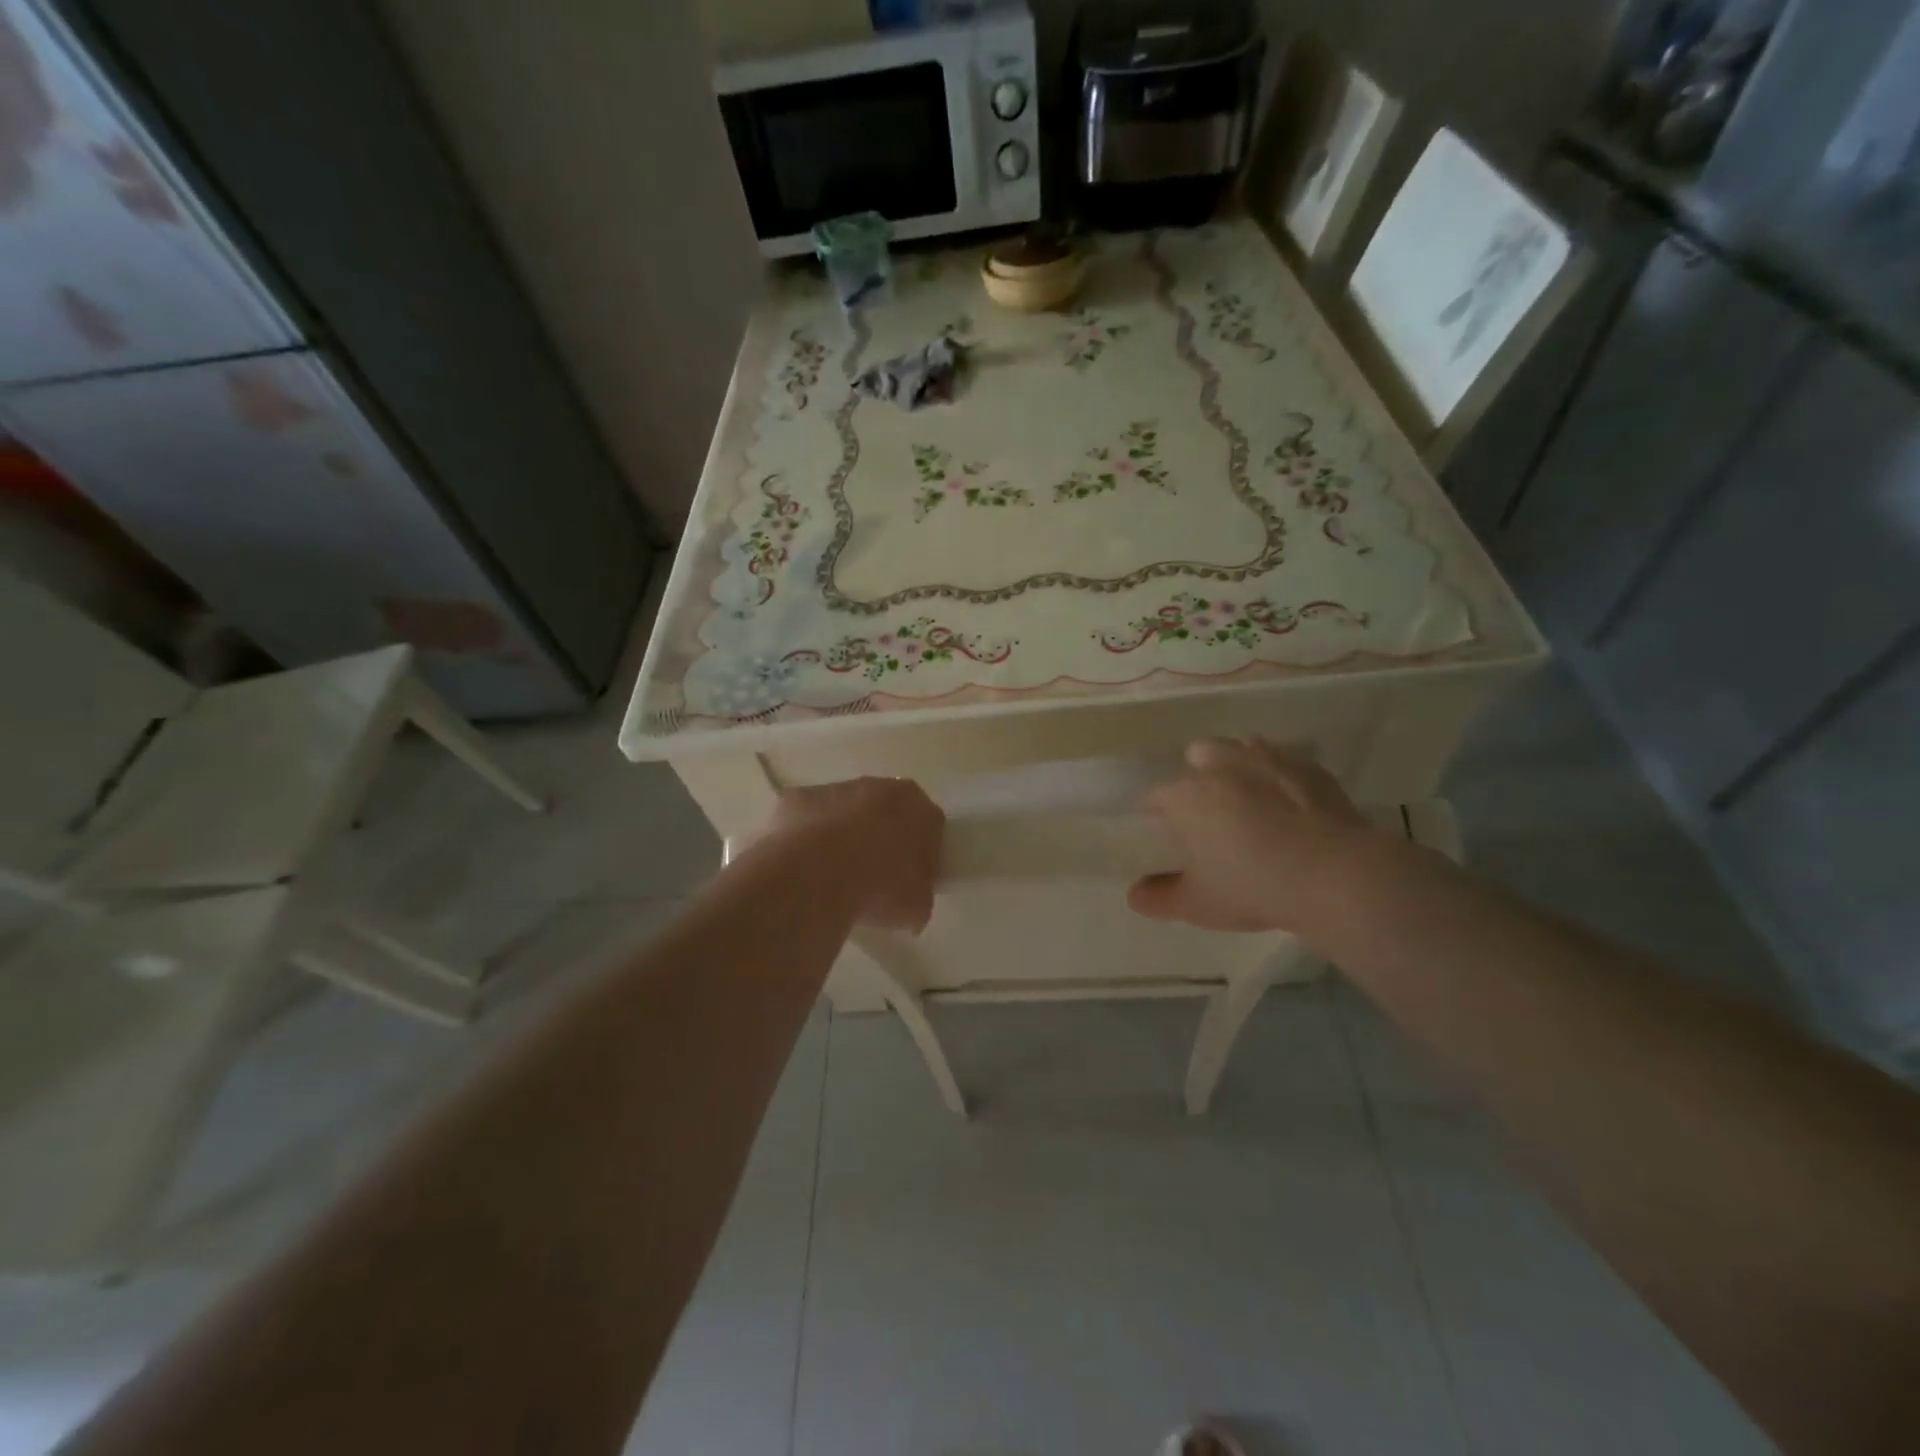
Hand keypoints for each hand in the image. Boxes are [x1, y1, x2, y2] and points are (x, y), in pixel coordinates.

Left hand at [764, 777, 944, 932]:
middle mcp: (877, 786)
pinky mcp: (796, 799)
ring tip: (834, 877)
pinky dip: (807, 839)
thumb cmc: (879, 887)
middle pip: (885, 811)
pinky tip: (803, 870)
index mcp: (915, 805)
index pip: (929, 824)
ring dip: (843, 836)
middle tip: (875, 876)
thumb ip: (919, 894)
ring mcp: (833, 789)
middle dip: (882, 837)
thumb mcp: (917, 906)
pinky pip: (808, 820)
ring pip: (844, 812)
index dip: (923, 852)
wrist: (816, 876)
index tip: (913, 878)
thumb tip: (911, 902)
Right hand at [1127, 738, 1390, 935]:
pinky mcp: (1309, 767)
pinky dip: (1279, 774)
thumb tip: (1134, 896)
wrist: (1333, 877)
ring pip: (1242, 747)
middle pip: (1198, 754)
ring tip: (1248, 798)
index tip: (1161, 830)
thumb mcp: (1198, 904)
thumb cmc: (1252, 888)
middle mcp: (1221, 767)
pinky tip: (1289, 800)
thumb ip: (1160, 898)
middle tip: (1209, 811)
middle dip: (1198, 774)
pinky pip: (1284, 760)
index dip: (1154, 812)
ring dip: (1238, 765)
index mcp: (1186, 796)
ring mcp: (1268, 760)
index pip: (1155, 796)